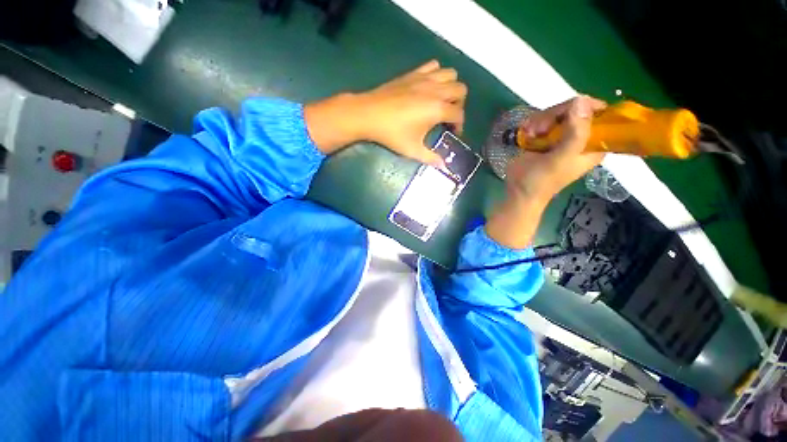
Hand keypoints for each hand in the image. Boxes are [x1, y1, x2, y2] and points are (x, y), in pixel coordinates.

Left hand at [304, 60, 466, 166]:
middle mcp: (435, 90)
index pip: (459, 114)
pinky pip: (433, 66)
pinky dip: (437, 74)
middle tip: (448, 117)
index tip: (452, 133)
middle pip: (461, 89)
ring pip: (450, 74)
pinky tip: (429, 87)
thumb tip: (444, 167)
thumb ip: (431, 158)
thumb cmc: (392, 134)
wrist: (369, 114)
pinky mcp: (413, 73)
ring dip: (451, 87)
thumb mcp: (412, 150)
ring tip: (441, 101)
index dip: (459, 125)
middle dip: (459, 104)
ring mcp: (424, 78)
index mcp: (437, 109)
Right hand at [505, 95, 606, 204]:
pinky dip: (532, 125)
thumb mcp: (561, 158)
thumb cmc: (542, 181)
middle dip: (556, 115)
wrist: (518, 192)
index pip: (600, 113)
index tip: (567, 113)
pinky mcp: (542, 138)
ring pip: (555, 113)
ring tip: (531, 134)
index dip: (585, 108)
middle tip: (542, 129)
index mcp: (593, 143)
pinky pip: (541, 121)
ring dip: (540, 121)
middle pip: (574, 109)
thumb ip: (576, 132)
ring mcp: (559, 136)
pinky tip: (526, 133)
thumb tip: (581, 100)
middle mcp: (578, 137)